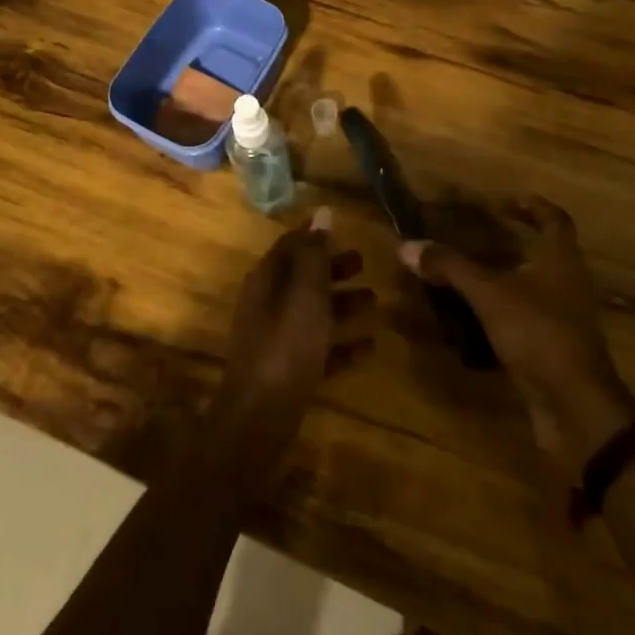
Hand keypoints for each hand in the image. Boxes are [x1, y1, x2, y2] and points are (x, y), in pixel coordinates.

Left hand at [212, 208, 374, 484]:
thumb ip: (315, 255)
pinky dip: (342, 344)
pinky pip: (319, 349)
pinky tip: (371, 347)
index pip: (290, 245)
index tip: (342, 228)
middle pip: (302, 278)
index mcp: (266, 281)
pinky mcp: (288, 372)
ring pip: (312, 312)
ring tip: (375, 302)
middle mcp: (268, 305)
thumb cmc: (285, 348)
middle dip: (332, 269)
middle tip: (365, 263)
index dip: (315, 235)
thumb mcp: (305, 295)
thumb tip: (323, 213)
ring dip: (341, 304)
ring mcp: (276, 340)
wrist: (259, 421)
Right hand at [400, 196, 634, 475]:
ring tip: (469, 270)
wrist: (576, 407)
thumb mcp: (489, 295)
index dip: (533, 206)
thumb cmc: (539, 334)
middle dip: (513, 240)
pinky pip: (528, 315)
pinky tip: (475, 314)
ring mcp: (564, 316)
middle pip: (545, 250)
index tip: (505, 200)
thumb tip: (407, 245)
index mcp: (561, 259)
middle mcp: (568, 282)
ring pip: (535, 284)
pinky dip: (504, 308)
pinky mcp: (555, 346)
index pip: (555, 219)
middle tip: (476, 232)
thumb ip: (451, 267)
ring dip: (506, 274)